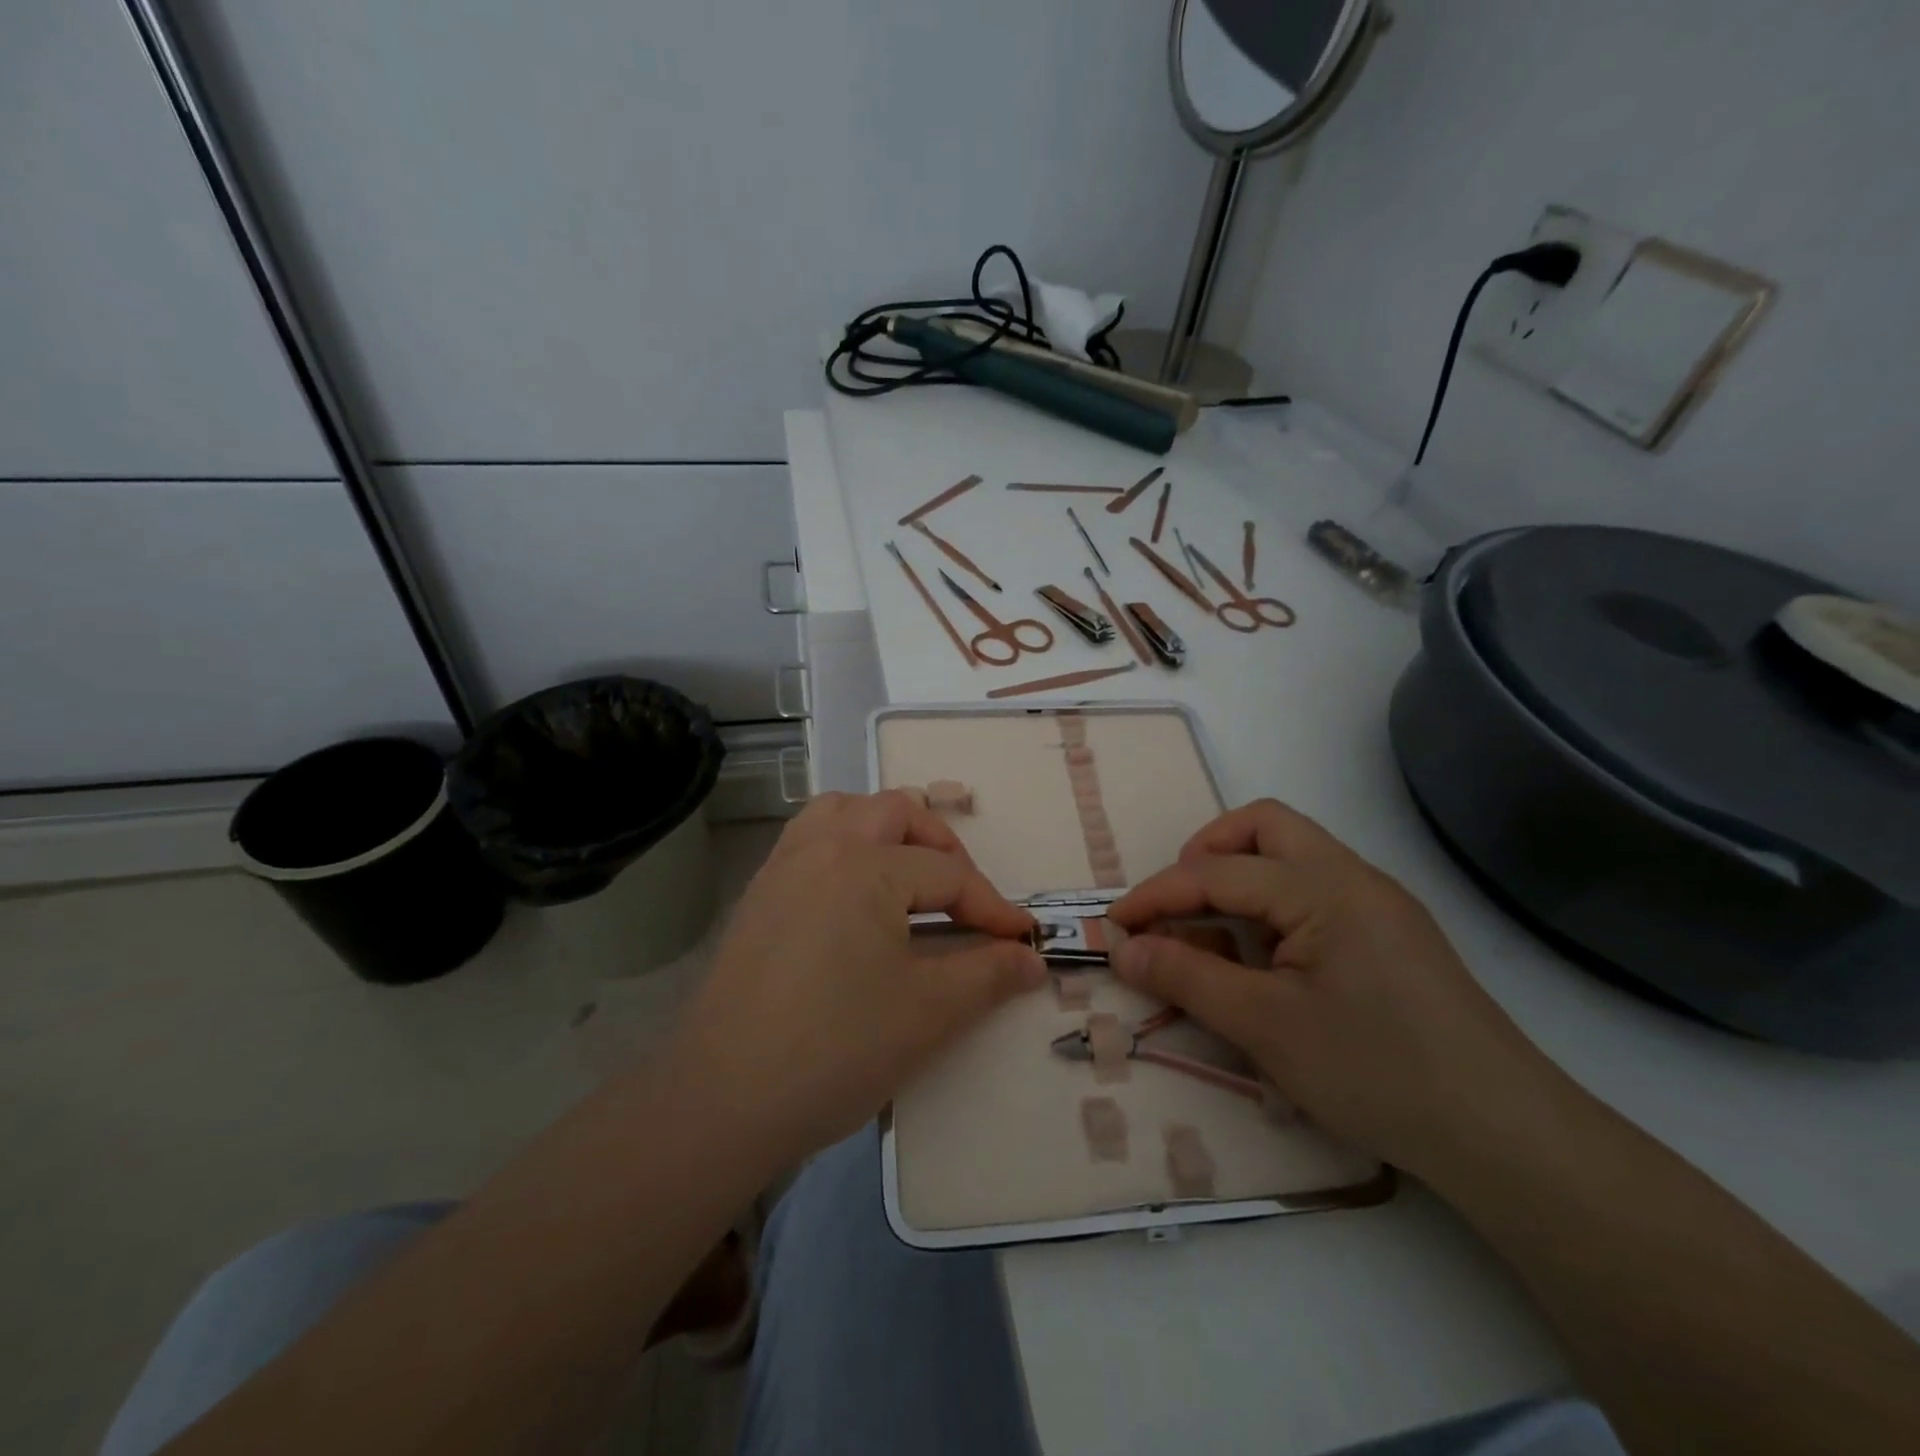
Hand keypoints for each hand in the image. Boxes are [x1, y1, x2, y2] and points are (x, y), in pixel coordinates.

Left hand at [659, 791, 1045, 1166]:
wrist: (722, 1100)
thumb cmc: (836, 1049)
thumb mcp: (927, 1012)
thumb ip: (988, 975)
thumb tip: (1031, 958)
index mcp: (865, 865)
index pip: (948, 873)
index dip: (992, 907)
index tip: (1021, 940)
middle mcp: (821, 847)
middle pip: (895, 812)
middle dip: (941, 845)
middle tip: (963, 896)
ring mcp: (781, 868)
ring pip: (841, 811)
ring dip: (885, 829)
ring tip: (909, 874)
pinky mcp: (757, 897)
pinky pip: (808, 841)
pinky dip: (844, 846)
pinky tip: (856, 898)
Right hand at [1107, 799, 1565, 1181]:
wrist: (1506, 1136)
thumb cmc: (1376, 1072)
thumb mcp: (1265, 1027)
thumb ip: (1187, 978)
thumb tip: (1123, 949)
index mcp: (1323, 887)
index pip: (1217, 872)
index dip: (1157, 895)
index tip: (1113, 925)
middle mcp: (1353, 876)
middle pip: (1263, 826)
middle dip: (1206, 853)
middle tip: (1176, 905)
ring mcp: (1379, 902)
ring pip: (1293, 854)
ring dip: (1240, 876)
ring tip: (1211, 931)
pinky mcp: (1392, 934)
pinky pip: (1315, 891)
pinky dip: (1272, 905)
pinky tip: (1263, 957)